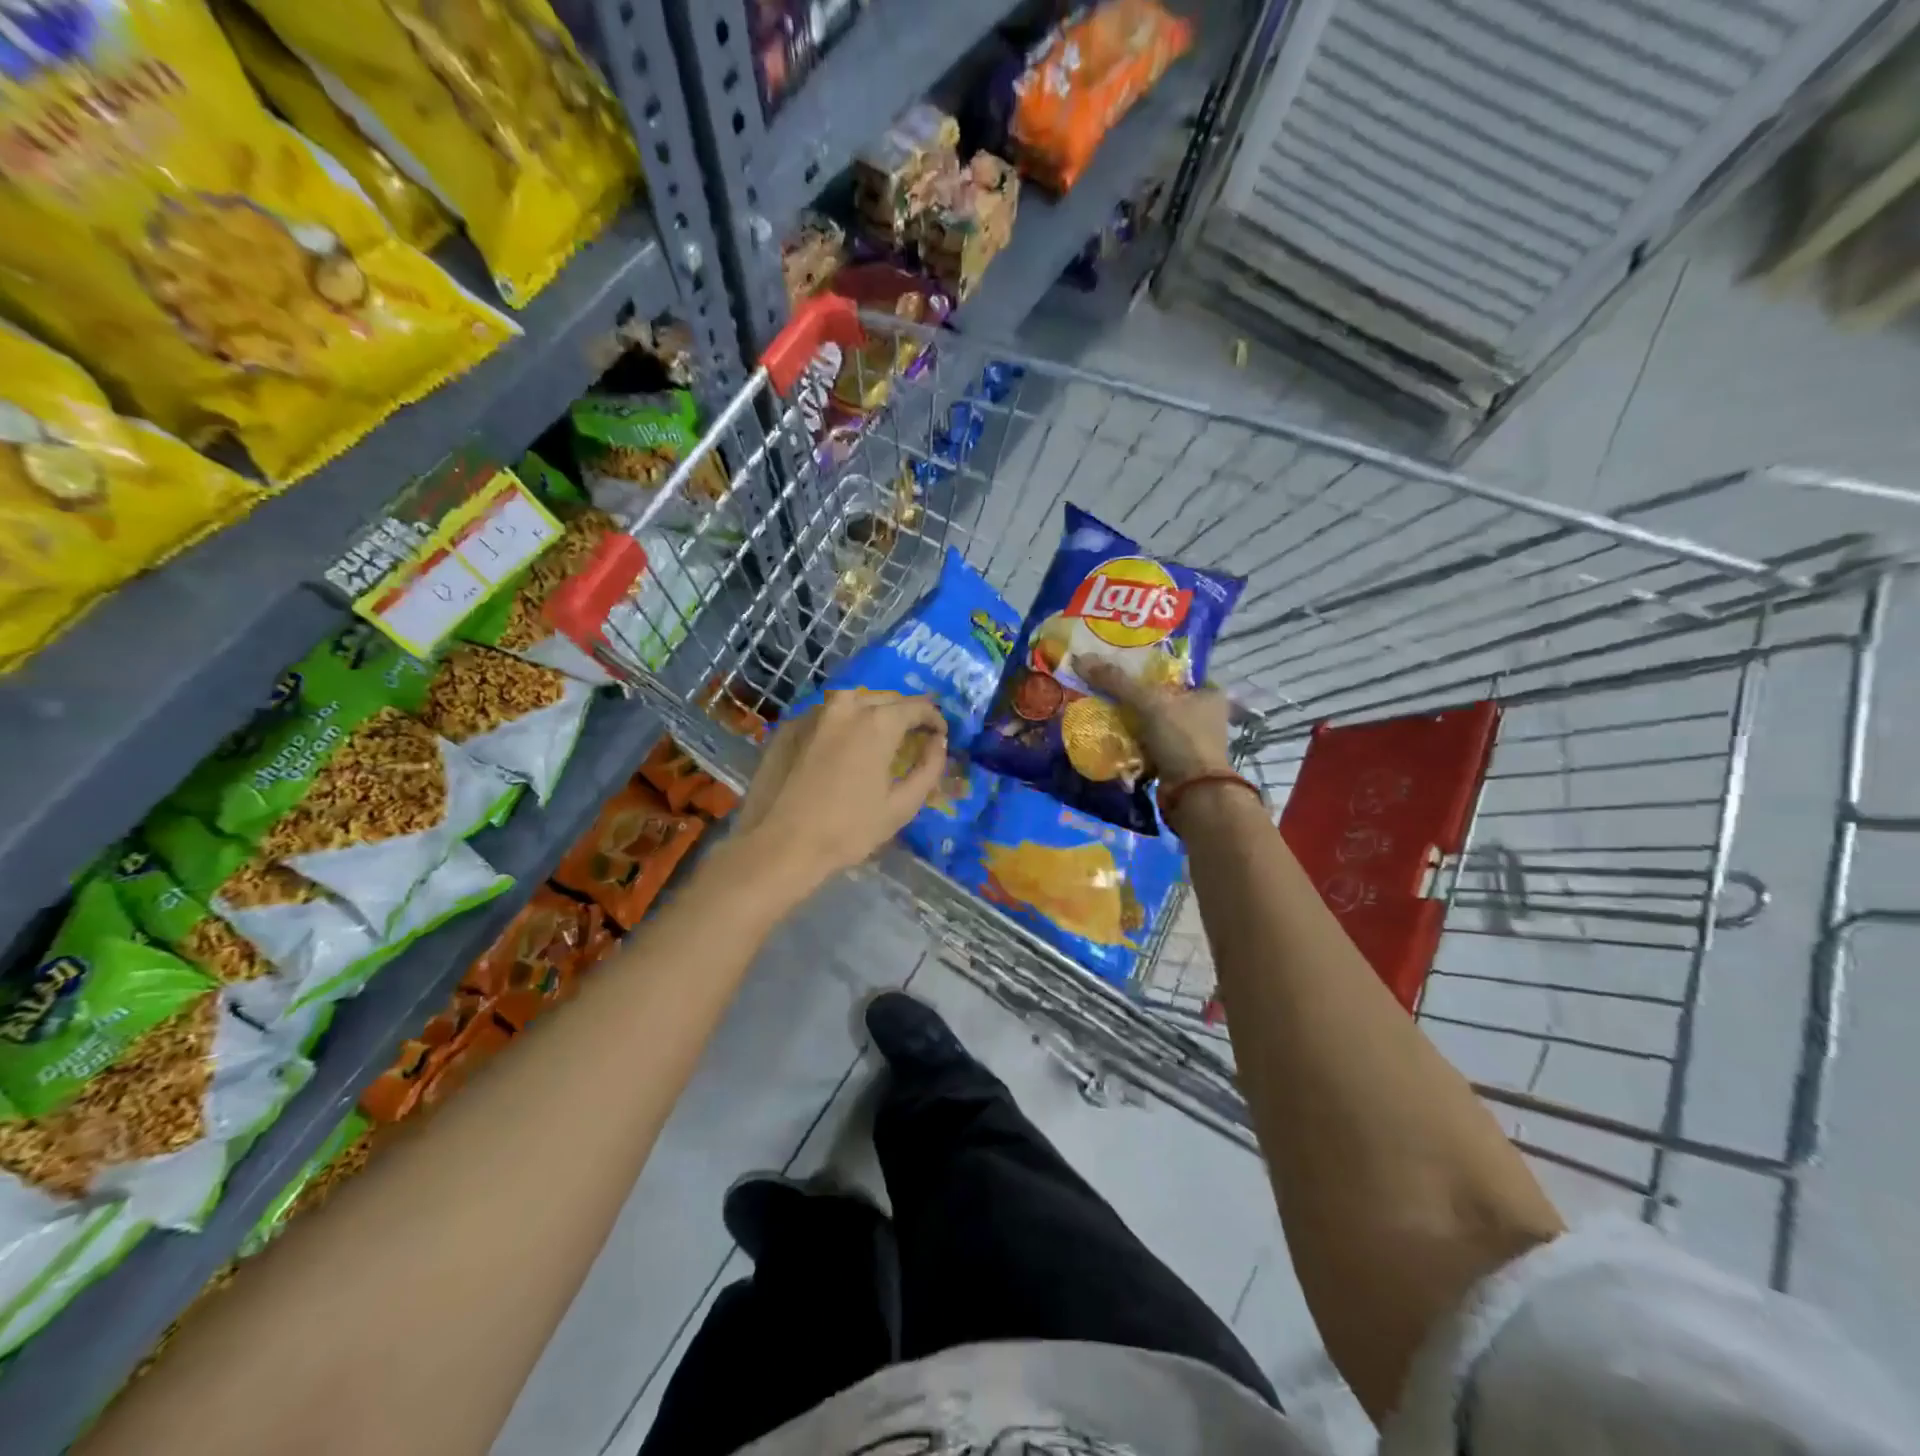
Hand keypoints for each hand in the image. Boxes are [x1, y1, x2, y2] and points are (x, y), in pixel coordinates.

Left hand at [735, 690, 947, 884]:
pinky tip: (842, 745)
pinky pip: (825, 715)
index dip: (934, 718)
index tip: (939, 734)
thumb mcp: (902, 806)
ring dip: (872, 711)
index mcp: (877, 723)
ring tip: (879, 735)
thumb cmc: (848, 830)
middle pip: (885, 698)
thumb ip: (929, 768)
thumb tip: (938, 742)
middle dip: (904, 713)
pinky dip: (842, 723)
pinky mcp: (788, 728)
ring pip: (852, 701)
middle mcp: (845, 707)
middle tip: (913, 734)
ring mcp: (813, 714)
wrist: (779, 846)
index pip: (916, 707)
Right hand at [1082, 659, 1232, 783]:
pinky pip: (1149, 743)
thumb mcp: (1148, 702)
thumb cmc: (1181, 738)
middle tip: (1104, 689)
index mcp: (1209, 693)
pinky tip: (1111, 735)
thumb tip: (1079, 659)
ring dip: (1131, 721)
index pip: (1173, 672)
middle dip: (1134, 696)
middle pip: (1160, 697)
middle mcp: (1205, 715)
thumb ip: (1116, 681)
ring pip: (1152, 722)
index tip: (1118, 667)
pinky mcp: (1178, 762)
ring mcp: (1192, 741)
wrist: (1193, 793)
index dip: (1146, 668)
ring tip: (1101, 710)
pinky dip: (1132, 741)